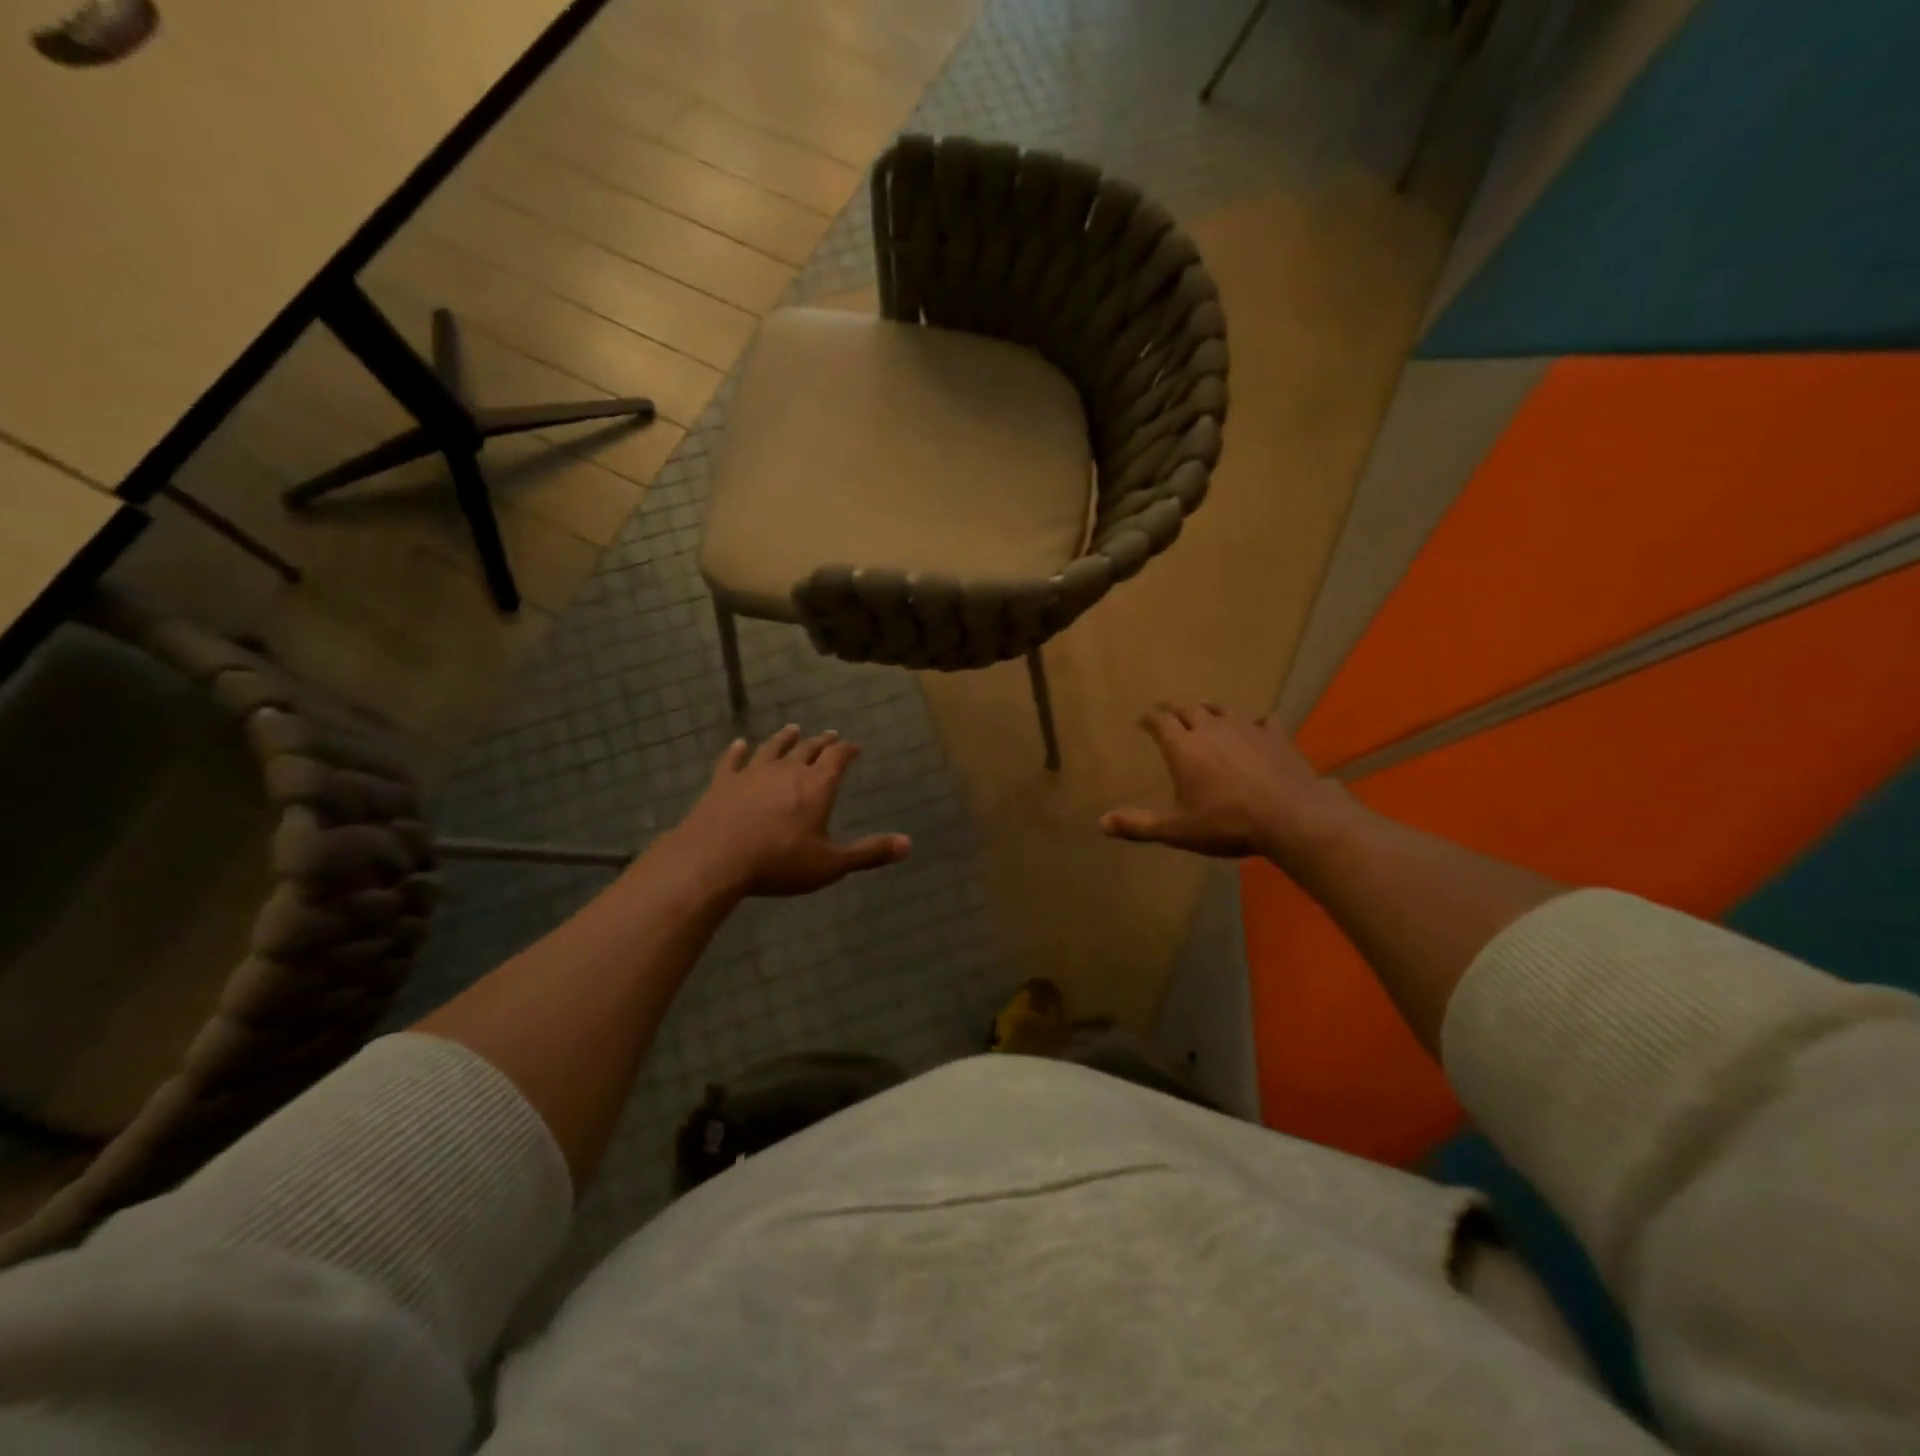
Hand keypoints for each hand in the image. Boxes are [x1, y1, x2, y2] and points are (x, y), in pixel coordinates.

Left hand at [670, 726, 909, 895]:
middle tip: (829, 735)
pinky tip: (740, 744)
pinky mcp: (723, 782)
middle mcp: (787, 770)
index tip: (854, 745)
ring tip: (793, 728)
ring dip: (784, 738)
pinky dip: (737, 751)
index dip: (848, 750)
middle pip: (808, 749)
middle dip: (821, 742)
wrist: (715, 859)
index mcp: (817, 786)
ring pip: (773, 748)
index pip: (837, 758)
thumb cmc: (779, 862)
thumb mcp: (831, 864)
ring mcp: (752, 773)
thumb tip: (909, 843)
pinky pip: (733, 760)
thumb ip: (869, 852)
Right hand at [1100, 702, 1355, 861]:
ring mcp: (1245, 729)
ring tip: (1205, 713)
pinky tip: (1256, 728)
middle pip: (1188, 710)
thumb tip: (1101, 824)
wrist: (1290, 816)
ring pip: (1222, 710)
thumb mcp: (1177, 830)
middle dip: (1175, 711)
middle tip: (1169, 714)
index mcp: (1183, 748)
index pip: (1160, 721)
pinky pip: (1262, 721)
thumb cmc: (1226, 823)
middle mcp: (1210, 730)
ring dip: (1209, 711)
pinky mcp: (1275, 737)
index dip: (1149, 719)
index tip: (1143, 721)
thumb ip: (1138, 826)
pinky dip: (1254, 723)